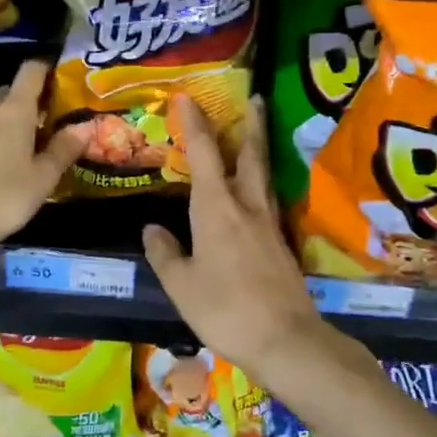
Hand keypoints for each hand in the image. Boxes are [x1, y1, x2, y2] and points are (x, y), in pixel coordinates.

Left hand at [0, 60, 88, 258]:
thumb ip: (64, 149)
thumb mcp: (43, 177)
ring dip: (11, 119)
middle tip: (51, 118)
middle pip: (9, 91)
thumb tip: (84, 126)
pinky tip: (5, 162)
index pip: (30, 72)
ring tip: (32, 142)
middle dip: (29, 98)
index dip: (47, 68)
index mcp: (12, 111)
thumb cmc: (4, 197)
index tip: (64, 77)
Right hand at [141, 95, 329, 378]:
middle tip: (254, 98)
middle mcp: (247, 206)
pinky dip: (261, 183)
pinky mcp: (281, 244)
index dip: (196, 124)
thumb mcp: (181, 284)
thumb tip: (152, 229)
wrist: (285, 339)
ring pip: (264, 175)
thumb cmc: (224, 309)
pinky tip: (256, 192)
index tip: (188, 98)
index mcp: (217, 208)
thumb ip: (166, 253)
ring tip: (255, 135)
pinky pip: (268, 200)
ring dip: (259, 149)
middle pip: (251, 155)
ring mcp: (269, 224)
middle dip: (250, 124)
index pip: (205, 154)